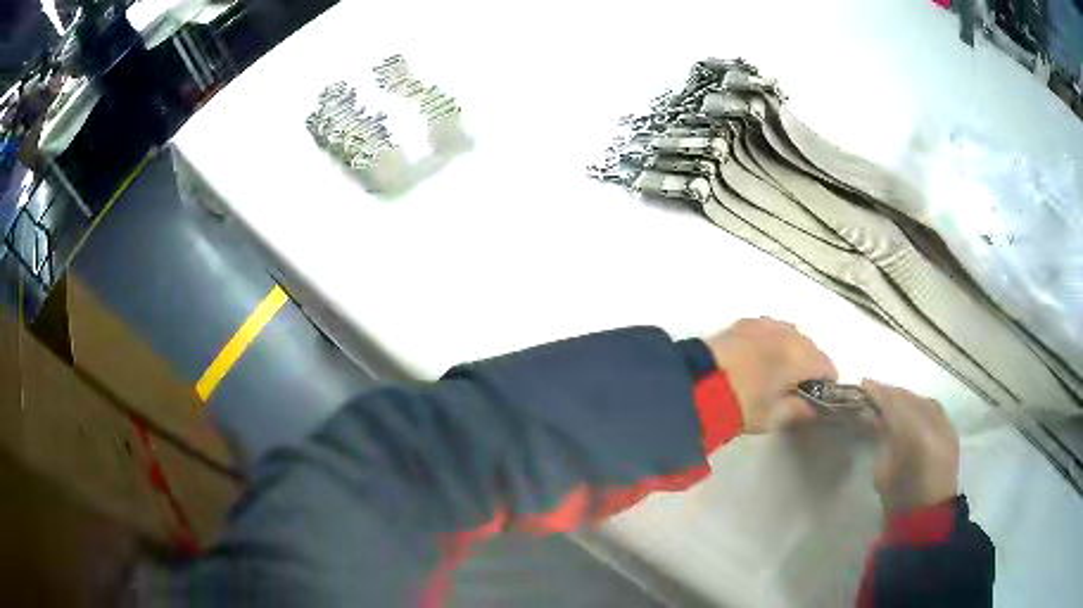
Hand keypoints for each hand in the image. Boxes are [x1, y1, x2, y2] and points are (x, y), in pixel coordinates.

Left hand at [705, 318, 836, 433]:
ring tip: (780, 370)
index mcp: (799, 356)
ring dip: (791, 349)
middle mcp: (786, 333)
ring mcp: (763, 324)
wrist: (695, 384)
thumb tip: (811, 407)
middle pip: (808, 346)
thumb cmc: (740, 404)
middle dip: (809, 363)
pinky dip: (773, 341)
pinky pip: (769, 329)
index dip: (826, 380)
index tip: (821, 394)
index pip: (825, 364)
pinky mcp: (743, 323)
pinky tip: (762, 357)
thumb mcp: (772, 416)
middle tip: (799, 385)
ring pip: (789, 334)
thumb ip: (797, 409)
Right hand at [862, 380, 959, 511]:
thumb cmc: (899, 498)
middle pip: (910, 398)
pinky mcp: (950, 430)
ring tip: (891, 399)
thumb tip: (876, 417)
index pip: (894, 403)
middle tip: (874, 390)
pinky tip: (911, 409)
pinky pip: (933, 408)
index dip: (878, 392)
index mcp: (912, 435)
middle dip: (891, 392)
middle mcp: (932, 422)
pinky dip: (919, 404)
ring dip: (906, 397)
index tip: (863, 384)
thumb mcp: (882, 470)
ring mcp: (945, 425)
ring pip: (922, 400)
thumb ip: (882, 438)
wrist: (927, 518)